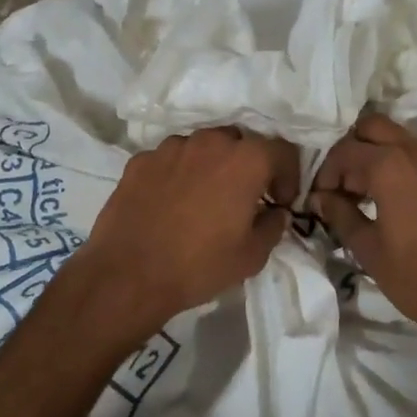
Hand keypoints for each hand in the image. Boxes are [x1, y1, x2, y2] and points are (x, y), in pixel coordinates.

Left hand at [70, 127, 299, 342]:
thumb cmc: (199, 265)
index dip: (288, 175)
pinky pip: (170, 160)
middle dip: (249, 166)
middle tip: (245, 197)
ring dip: (212, 166)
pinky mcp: (140, 160)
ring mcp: (170, 147)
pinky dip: (178, 173)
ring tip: (204, 198)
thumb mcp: (252, 256)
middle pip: (241, 142)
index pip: (282, 151)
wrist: (128, 275)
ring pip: (203, 147)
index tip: (280, 201)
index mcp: (245, 160)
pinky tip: (171, 202)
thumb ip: (273, 226)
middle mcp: (210, 142)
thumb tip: (275, 213)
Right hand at [311, 111, 416, 347]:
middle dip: (356, 148)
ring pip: (410, 144)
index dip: (327, 172)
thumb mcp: (369, 251)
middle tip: (350, 185)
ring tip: (383, 198)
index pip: (345, 151)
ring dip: (389, 160)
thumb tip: (322, 197)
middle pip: (376, 126)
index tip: (323, 197)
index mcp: (390, 166)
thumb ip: (341, 215)